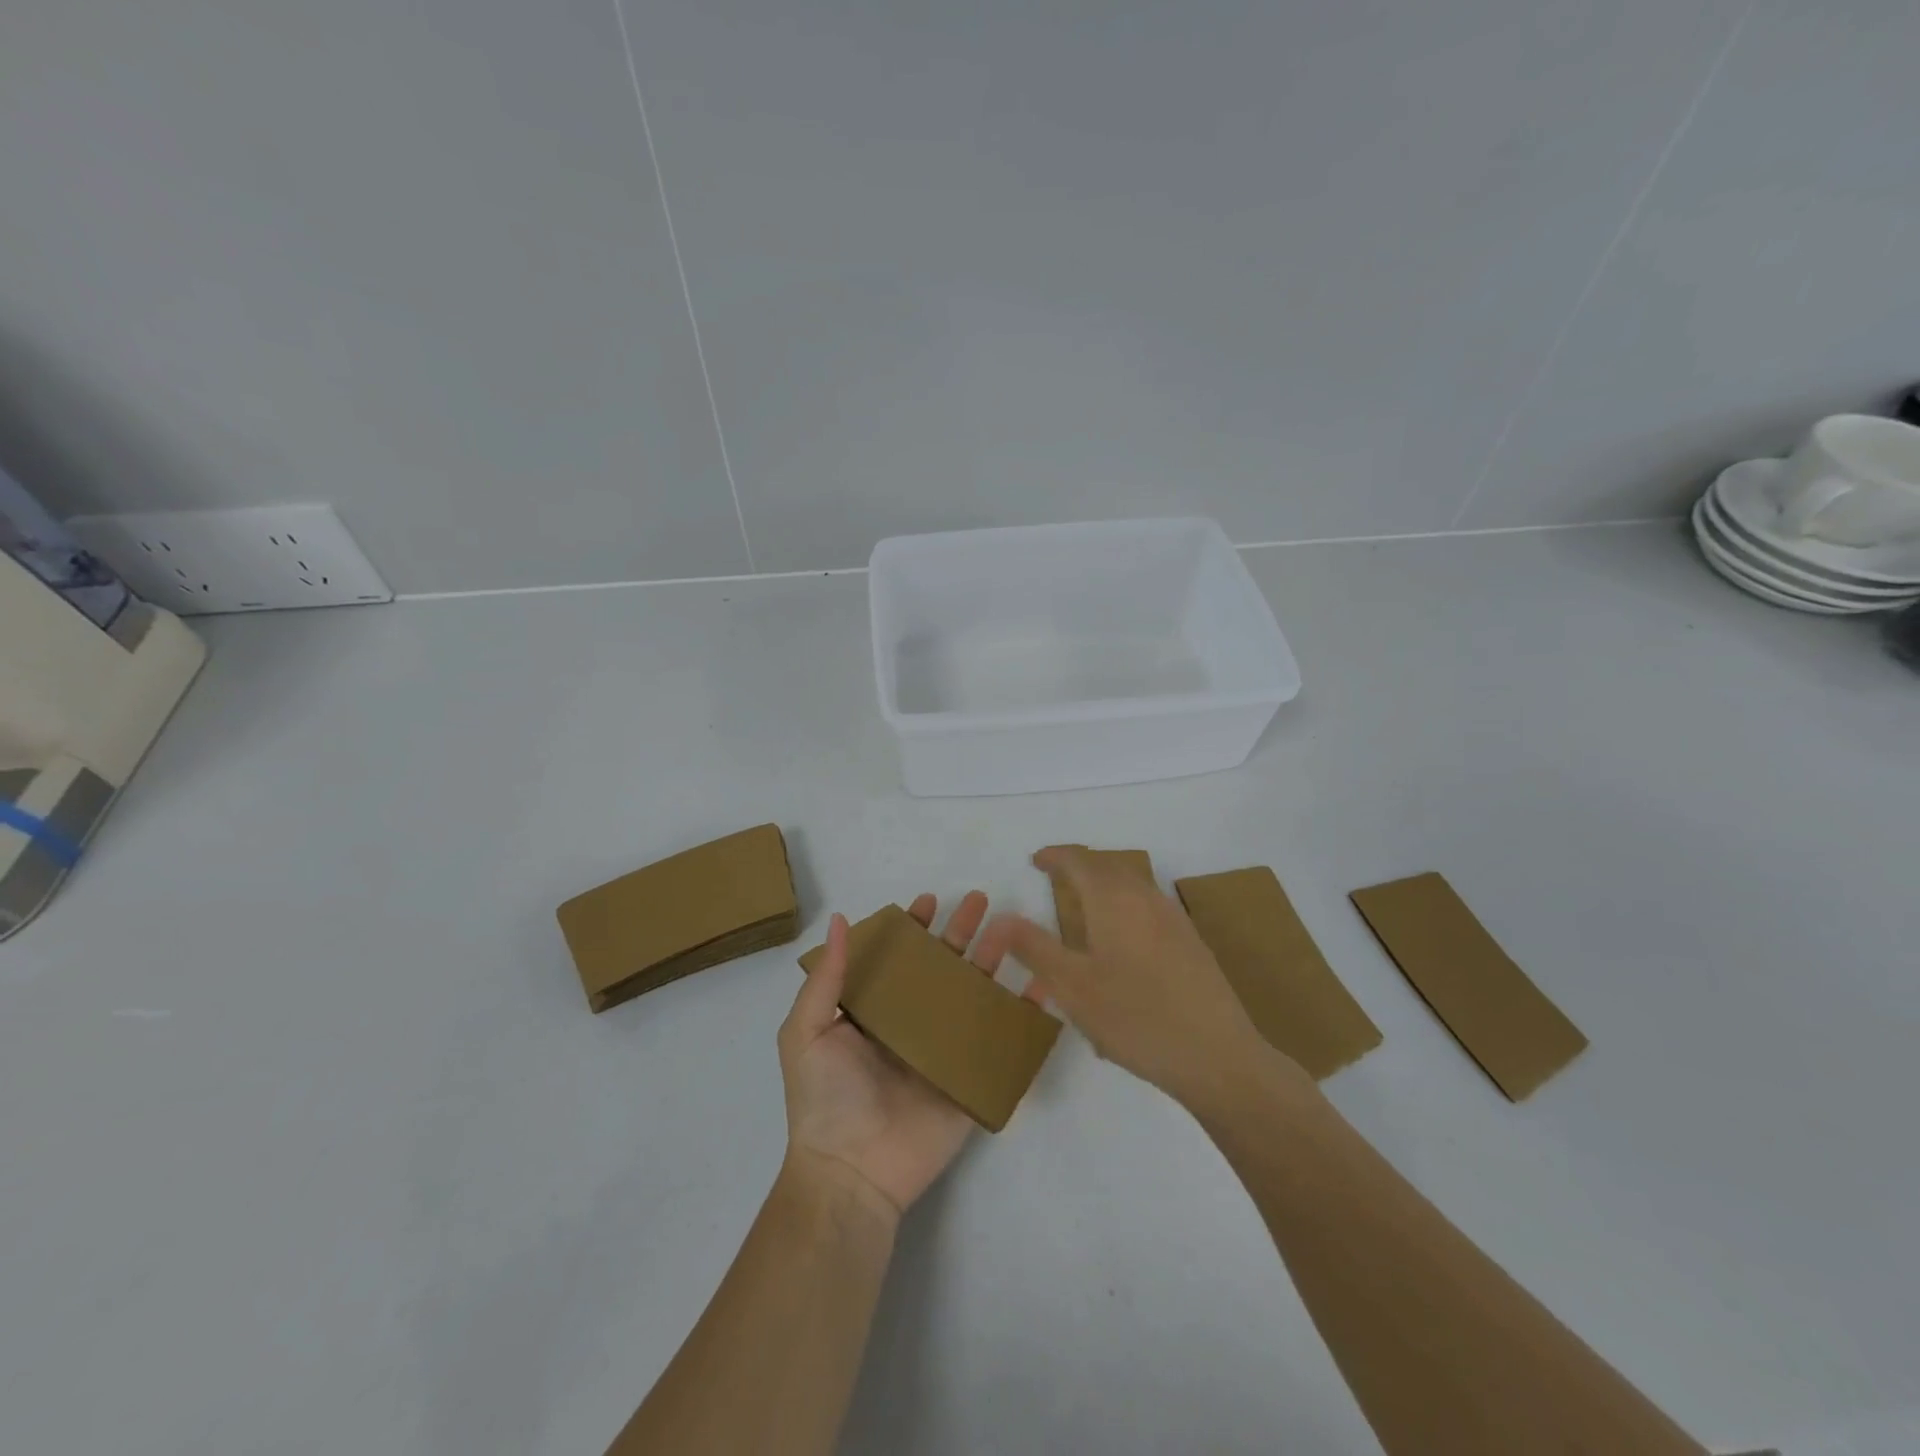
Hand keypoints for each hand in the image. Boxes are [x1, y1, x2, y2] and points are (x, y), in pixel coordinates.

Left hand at [778, 891, 1034, 1219]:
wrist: (852, 1173)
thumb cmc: (825, 1098)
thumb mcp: (807, 1031)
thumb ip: (827, 977)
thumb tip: (840, 919)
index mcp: (875, 1011)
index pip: (900, 959)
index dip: (914, 928)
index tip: (929, 900)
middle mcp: (912, 1024)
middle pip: (943, 968)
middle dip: (961, 933)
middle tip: (980, 901)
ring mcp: (945, 1051)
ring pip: (974, 994)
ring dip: (993, 960)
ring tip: (1009, 927)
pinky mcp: (971, 1079)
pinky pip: (1001, 1040)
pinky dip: (1023, 1014)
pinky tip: (1040, 985)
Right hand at [980, 846, 1273, 1106]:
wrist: (1218, 1056)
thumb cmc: (1137, 1019)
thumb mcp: (1073, 988)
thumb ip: (1034, 948)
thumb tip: (1001, 916)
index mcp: (1113, 900)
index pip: (1079, 861)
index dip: (1055, 856)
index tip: (1035, 861)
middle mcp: (1145, 898)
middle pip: (1108, 865)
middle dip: (1080, 864)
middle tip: (1055, 876)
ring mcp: (1173, 918)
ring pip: (1132, 882)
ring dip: (1104, 881)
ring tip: (1084, 902)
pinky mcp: (1190, 941)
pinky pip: (1148, 902)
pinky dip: (1125, 900)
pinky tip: (1122, 935)